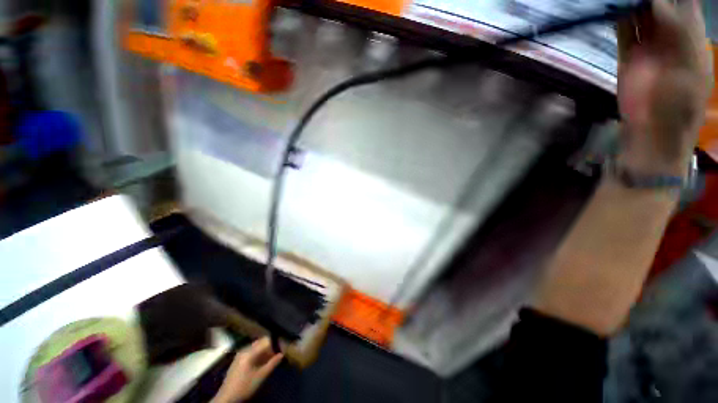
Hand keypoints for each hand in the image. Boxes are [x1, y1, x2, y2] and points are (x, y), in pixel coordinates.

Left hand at [212, 337, 283, 402]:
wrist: (226, 398)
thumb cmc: (245, 386)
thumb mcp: (260, 376)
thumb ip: (272, 363)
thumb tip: (282, 354)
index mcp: (249, 352)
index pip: (266, 341)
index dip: (275, 343)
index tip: (282, 347)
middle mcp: (244, 349)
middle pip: (260, 342)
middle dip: (270, 346)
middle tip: (278, 352)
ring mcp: (240, 354)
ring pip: (256, 347)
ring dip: (264, 350)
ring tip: (271, 357)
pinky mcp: (238, 359)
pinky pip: (251, 351)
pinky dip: (258, 354)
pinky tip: (262, 361)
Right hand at [617, 0, 712, 175]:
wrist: (653, 132)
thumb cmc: (680, 104)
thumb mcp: (689, 65)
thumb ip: (678, 32)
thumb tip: (655, 3)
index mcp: (692, 37)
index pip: (686, 3)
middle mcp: (670, 36)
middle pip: (660, 4)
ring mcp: (648, 46)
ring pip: (640, 14)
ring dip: (632, 4)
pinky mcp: (628, 56)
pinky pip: (623, 30)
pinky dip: (618, 17)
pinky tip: (613, 7)